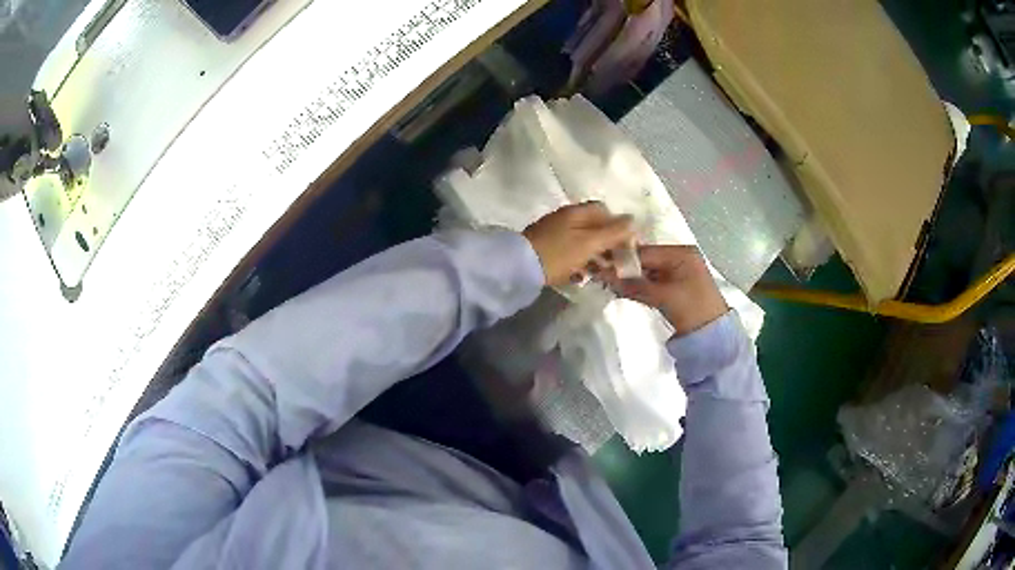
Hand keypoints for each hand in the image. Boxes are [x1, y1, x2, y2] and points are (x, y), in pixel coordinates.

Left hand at [523, 202, 634, 287]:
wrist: (518, 268)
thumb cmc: (558, 254)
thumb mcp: (589, 244)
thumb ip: (612, 232)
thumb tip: (633, 220)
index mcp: (576, 212)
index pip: (604, 211)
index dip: (618, 226)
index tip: (626, 245)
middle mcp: (564, 218)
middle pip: (593, 226)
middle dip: (607, 243)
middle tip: (615, 263)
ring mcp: (552, 232)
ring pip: (581, 240)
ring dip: (594, 255)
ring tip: (601, 272)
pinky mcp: (544, 248)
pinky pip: (568, 252)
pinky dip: (578, 261)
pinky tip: (580, 276)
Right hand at [603, 245, 727, 335]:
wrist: (713, 336)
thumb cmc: (693, 309)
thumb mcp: (663, 296)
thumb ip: (634, 285)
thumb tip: (604, 275)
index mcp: (682, 253)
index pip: (646, 251)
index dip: (623, 259)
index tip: (599, 265)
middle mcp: (680, 257)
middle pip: (646, 259)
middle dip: (626, 268)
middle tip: (600, 274)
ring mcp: (679, 271)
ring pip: (648, 271)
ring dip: (631, 278)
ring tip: (608, 283)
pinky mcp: (676, 286)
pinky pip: (653, 281)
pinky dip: (640, 286)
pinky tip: (624, 289)